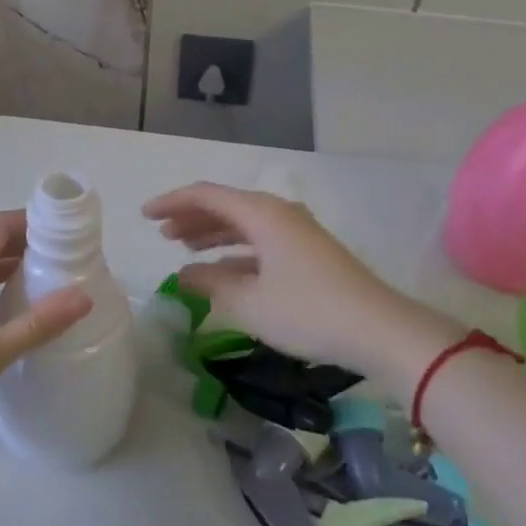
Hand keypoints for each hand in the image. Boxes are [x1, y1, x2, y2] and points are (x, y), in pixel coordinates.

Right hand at [142, 182, 452, 390]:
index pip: (205, 195)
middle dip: (190, 217)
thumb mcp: (250, 303)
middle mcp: (278, 213)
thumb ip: (211, 284)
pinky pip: (260, 240)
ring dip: (211, 233)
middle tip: (161, 233)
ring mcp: (296, 232)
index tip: (144, 215)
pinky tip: (221, 271)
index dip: (172, 202)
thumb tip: (184, 274)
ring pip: (243, 223)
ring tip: (184, 248)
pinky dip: (235, 250)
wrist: (381, 330)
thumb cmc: (308, 311)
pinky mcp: (308, 252)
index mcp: (261, 213)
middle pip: (224, 205)